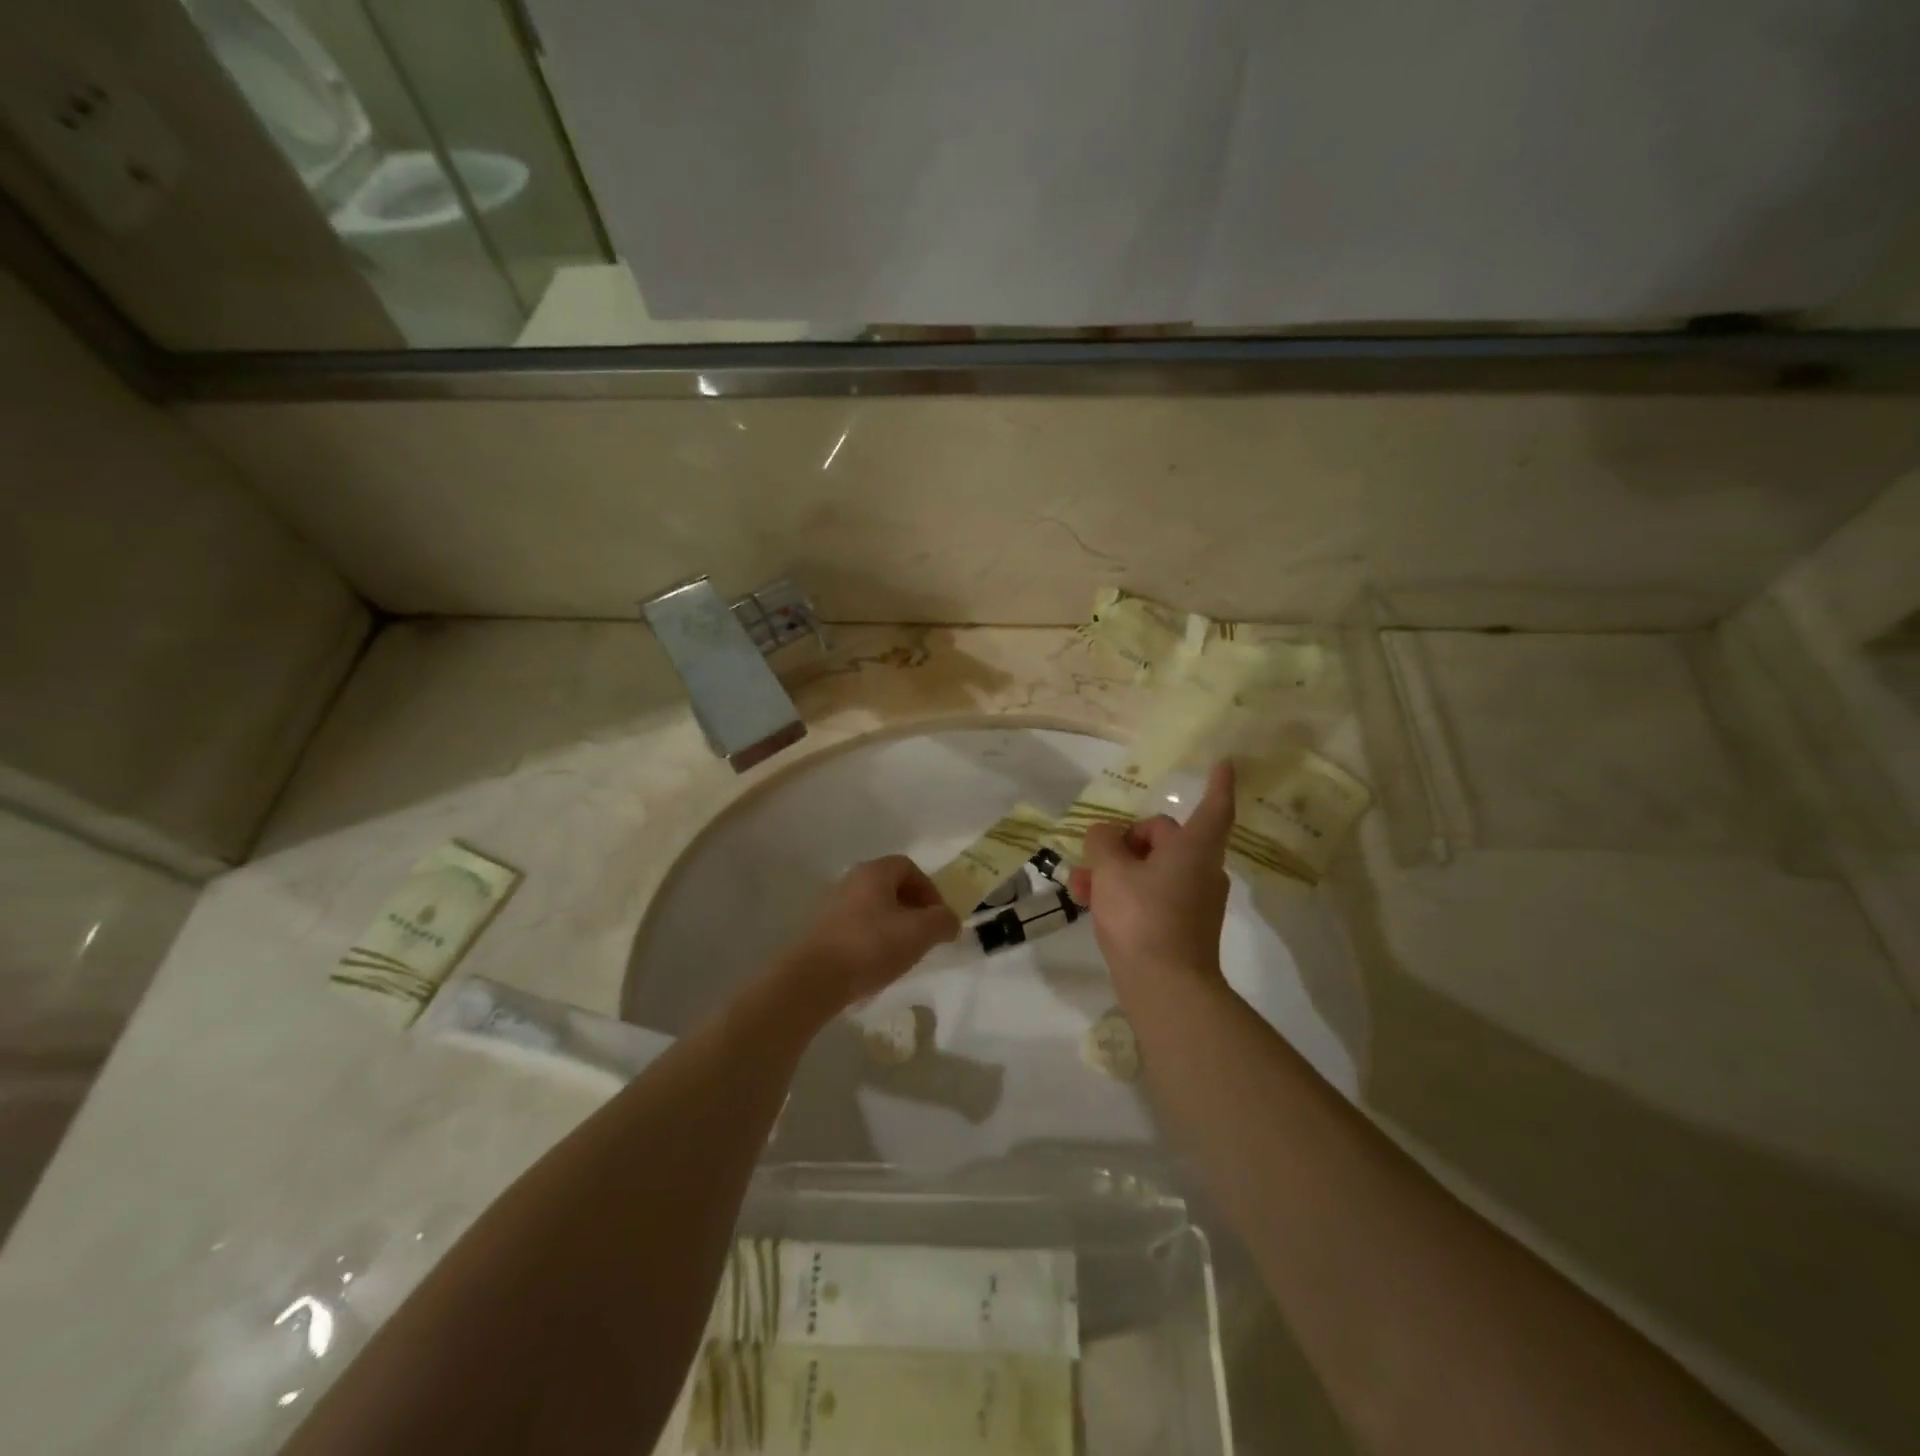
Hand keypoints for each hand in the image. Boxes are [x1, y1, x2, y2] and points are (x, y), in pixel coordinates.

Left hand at [777, 856, 959, 1013]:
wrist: (815, 979)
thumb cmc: (872, 946)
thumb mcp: (920, 933)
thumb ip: (943, 921)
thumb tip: (949, 920)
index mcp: (874, 872)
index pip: (909, 867)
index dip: (929, 889)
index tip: (938, 917)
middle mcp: (851, 880)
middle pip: (890, 886)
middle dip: (913, 908)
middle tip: (924, 934)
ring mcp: (832, 905)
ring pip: (873, 907)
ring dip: (893, 924)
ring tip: (902, 952)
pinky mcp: (822, 930)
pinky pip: (857, 926)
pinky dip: (873, 938)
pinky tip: (877, 962)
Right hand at [1068, 761, 1235, 995]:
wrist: (1165, 988)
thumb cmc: (1141, 917)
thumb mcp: (1109, 871)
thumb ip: (1103, 843)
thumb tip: (1105, 835)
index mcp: (1193, 850)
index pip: (1213, 808)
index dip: (1218, 784)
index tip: (1224, 763)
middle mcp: (1201, 871)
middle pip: (1165, 840)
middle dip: (1124, 842)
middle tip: (1093, 856)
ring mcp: (1195, 902)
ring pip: (1152, 871)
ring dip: (1116, 871)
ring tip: (1078, 887)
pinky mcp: (1183, 928)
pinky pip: (1153, 896)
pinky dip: (1126, 894)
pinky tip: (1092, 905)